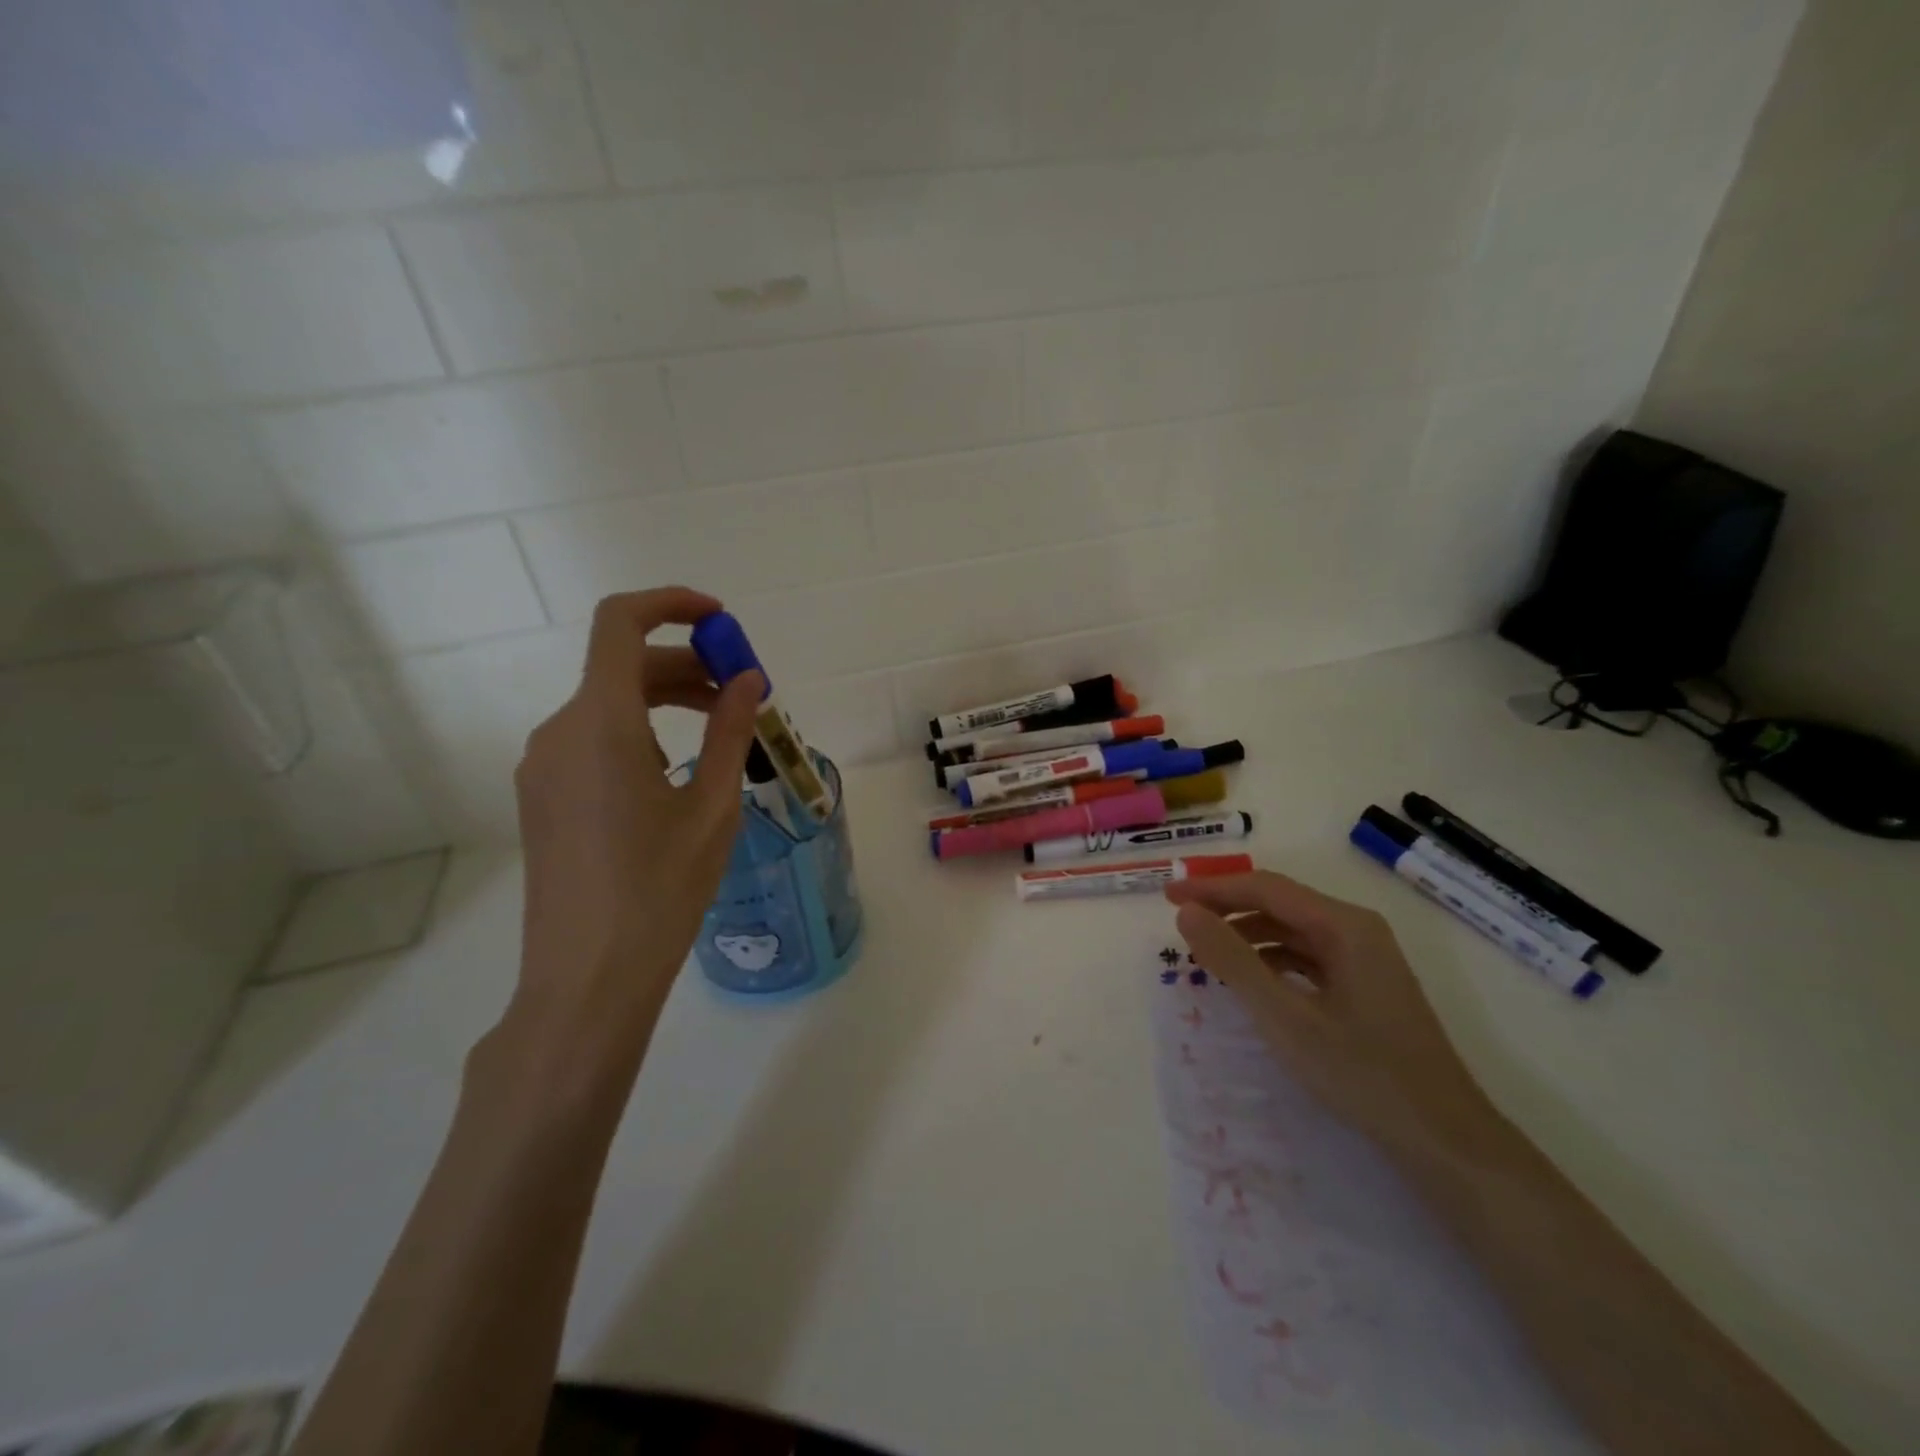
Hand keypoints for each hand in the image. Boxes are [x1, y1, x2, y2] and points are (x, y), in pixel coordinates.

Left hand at [504, 587, 761, 1089]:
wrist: (587, 977)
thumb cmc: (660, 889)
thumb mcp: (711, 807)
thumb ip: (729, 731)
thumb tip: (748, 681)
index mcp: (598, 722)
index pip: (621, 624)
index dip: (670, 605)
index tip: (720, 621)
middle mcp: (558, 731)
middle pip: (622, 666)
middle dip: (686, 666)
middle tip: (743, 695)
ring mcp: (543, 766)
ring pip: (608, 705)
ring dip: (665, 701)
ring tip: (721, 733)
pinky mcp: (542, 796)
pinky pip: (593, 740)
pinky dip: (639, 732)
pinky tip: (676, 773)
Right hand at [1166, 870, 1497, 1162]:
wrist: (1444, 1141)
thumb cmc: (1362, 1073)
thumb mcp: (1284, 1017)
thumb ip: (1232, 960)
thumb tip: (1186, 913)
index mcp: (1344, 925)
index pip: (1265, 888)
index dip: (1212, 888)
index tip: (1168, 898)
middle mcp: (1357, 930)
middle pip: (1279, 903)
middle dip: (1227, 908)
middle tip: (1181, 922)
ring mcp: (1365, 959)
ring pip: (1292, 931)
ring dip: (1247, 935)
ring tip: (1206, 953)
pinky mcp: (1365, 987)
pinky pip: (1307, 956)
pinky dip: (1271, 960)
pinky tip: (1250, 980)